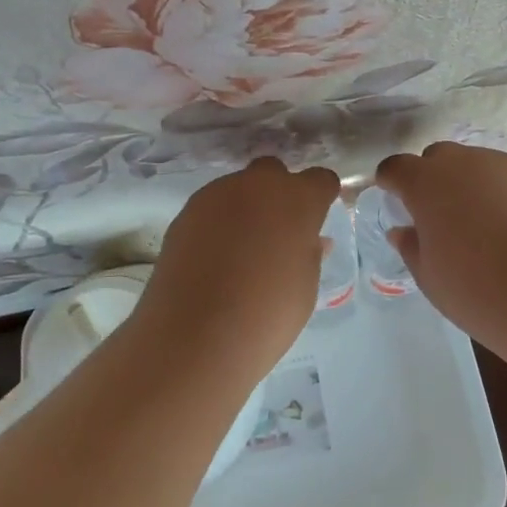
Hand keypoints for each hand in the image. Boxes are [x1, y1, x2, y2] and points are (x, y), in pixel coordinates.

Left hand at [139, 156, 339, 369]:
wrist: (195, 334)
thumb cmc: (267, 315)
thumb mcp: (304, 288)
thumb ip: (309, 254)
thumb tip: (312, 241)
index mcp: (297, 200)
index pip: (320, 180)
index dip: (321, 197)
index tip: (317, 219)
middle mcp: (257, 186)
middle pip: (274, 172)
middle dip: (278, 193)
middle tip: (277, 232)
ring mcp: (217, 195)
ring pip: (238, 188)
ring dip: (245, 208)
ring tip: (241, 250)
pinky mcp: (185, 212)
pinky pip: (211, 208)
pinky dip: (217, 224)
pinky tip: (214, 258)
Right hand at [376, 143, 506, 342]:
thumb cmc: (475, 288)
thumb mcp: (429, 276)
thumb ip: (411, 246)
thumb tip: (403, 231)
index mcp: (425, 182)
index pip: (396, 167)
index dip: (391, 181)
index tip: (393, 198)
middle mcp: (462, 163)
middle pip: (437, 158)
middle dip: (432, 178)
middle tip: (438, 216)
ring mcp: (502, 165)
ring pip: (475, 165)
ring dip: (468, 185)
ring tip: (481, 225)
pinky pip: (506, 178)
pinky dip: (500, 194)